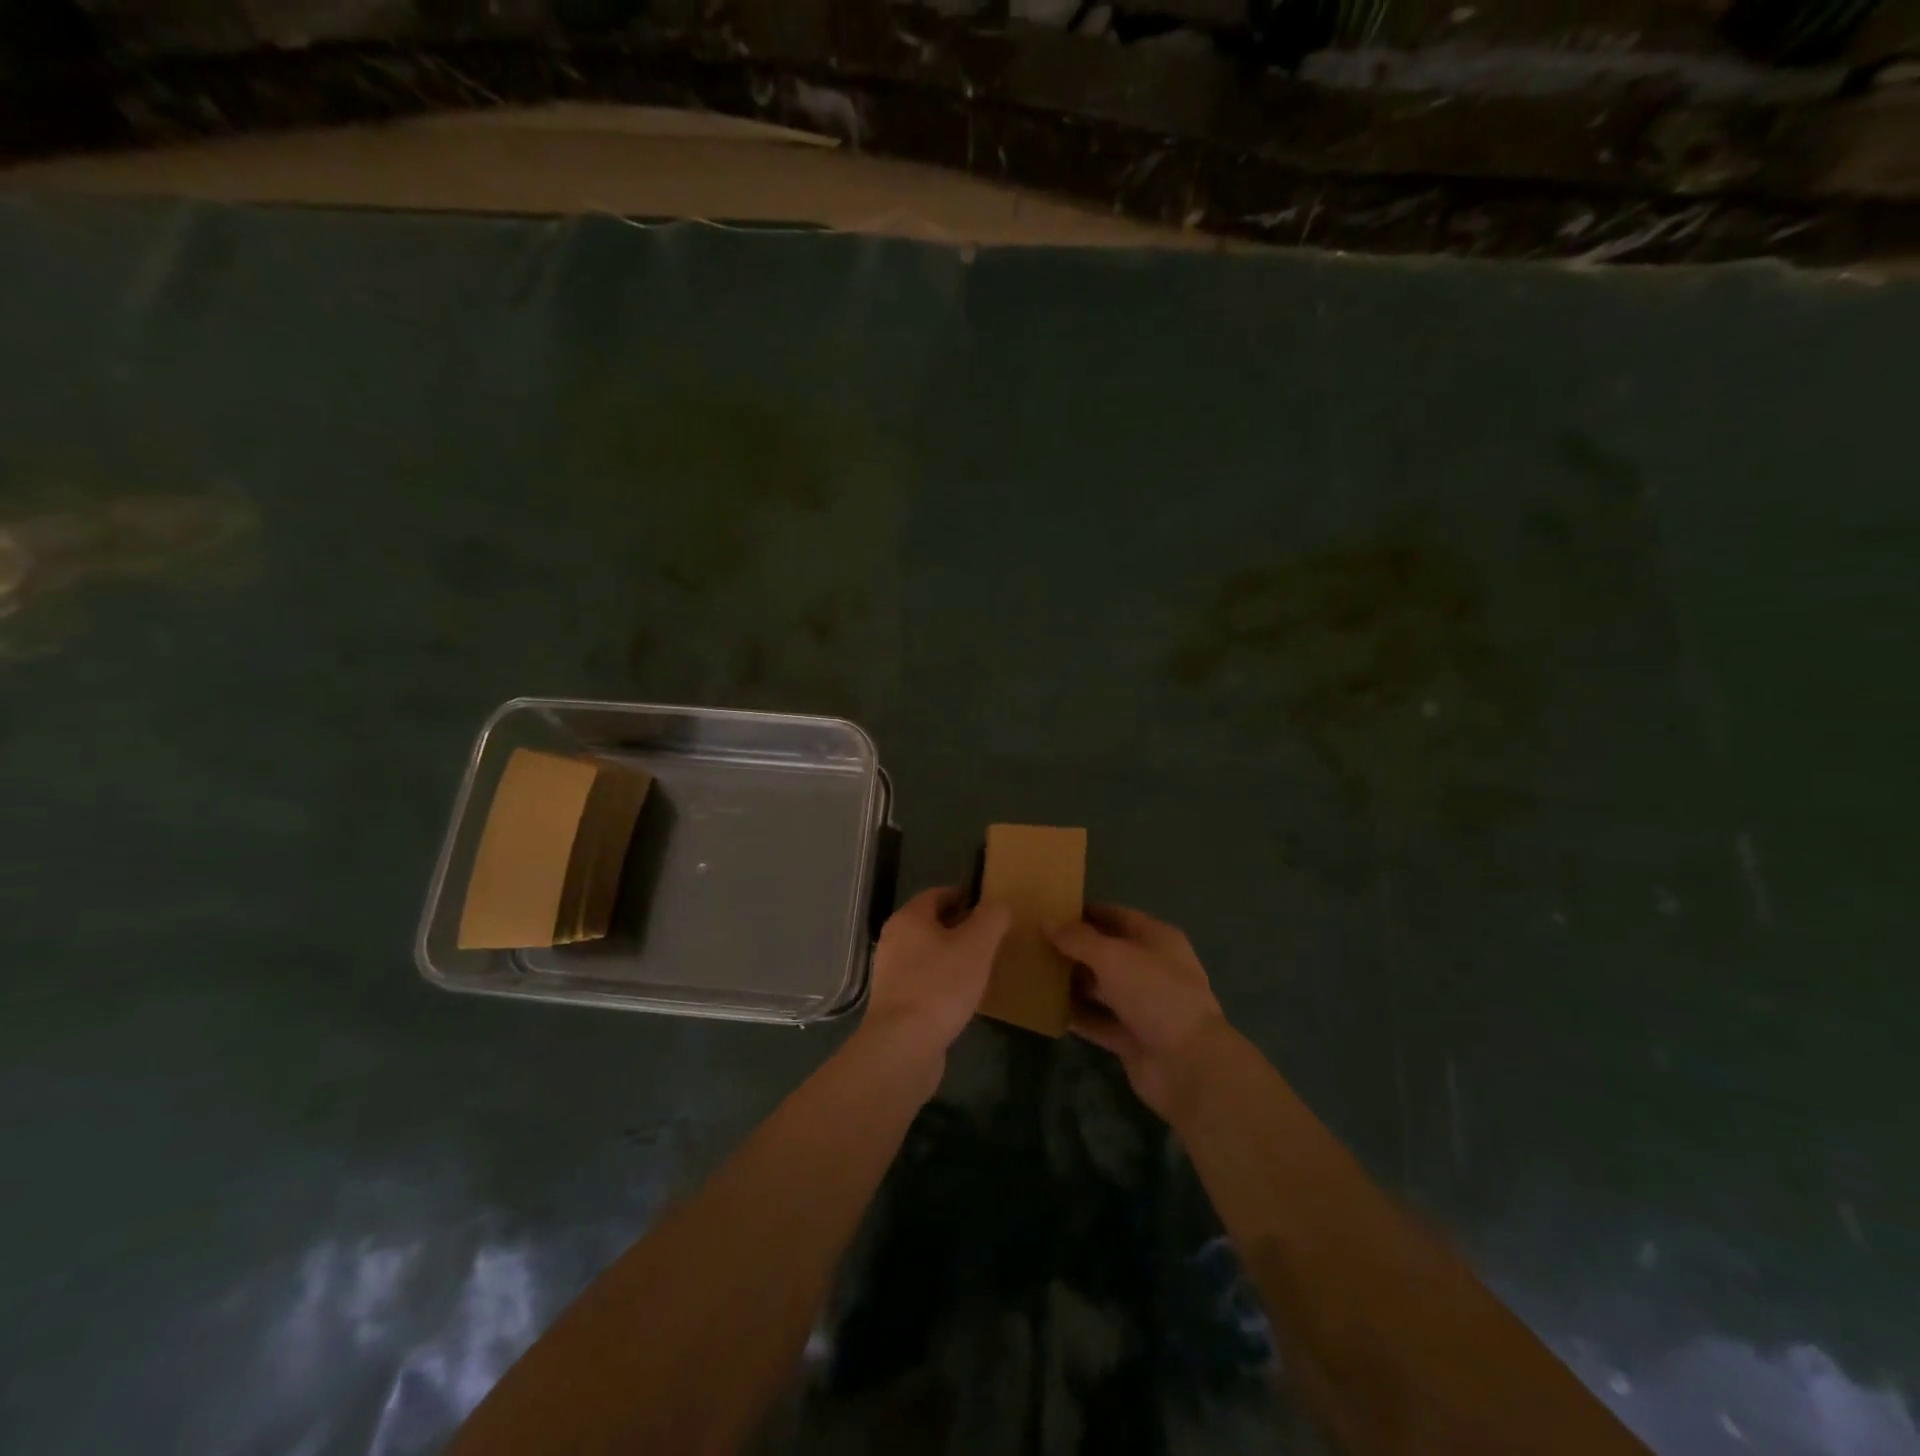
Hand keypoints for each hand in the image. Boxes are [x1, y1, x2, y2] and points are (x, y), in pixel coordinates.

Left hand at [861, 888, 1011, 1077]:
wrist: (903, 1045)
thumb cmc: (940, 985)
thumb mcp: (977, 945)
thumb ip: (991, 919)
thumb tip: (999, 905)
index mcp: (909, 918)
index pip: (937, 894)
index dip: (963, 896)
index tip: (989, 907)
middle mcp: (894, 940)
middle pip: (931, 924)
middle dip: (960, 927)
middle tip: (990, 937)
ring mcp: (891, 973)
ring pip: (927, 954)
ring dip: (952, 956)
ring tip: (981, 966)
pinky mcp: (895, 1003)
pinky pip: (924, 981)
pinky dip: (943, 981)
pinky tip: (963, 996)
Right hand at [1050, 904, 1227, 1120]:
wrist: (1187, 1065)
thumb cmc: (1154, 994)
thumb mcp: (1112, 956)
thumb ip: (1078, 938)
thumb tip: (1048, 921)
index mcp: (1157, 939)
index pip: (1117, 916)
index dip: (1085, 913)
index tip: (1050, 911)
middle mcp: (1152, 968)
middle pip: (1108, 952)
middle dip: (1075, 948)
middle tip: (1034, 943)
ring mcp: (1144, 1006)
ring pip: (1102, 988)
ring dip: (1074, 983)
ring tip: (1034, 973)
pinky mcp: (1132, 1038)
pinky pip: (1099, 1021)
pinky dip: (1077, 1016)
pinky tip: (1047, 1010)